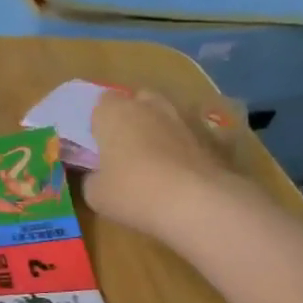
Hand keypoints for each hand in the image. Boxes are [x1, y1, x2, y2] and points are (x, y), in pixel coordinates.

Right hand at [84, 89, 242, 236]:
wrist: (195, 202)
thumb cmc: (132, 191)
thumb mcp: (95, 193)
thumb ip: (92, 177)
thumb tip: (98, 175)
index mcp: (114, 112)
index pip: (101, 103)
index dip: (99, 122)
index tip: (96, 144)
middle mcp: (148, 107)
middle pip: (137, 100)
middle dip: (131, 117)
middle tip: (124, 146)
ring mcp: (182, 119)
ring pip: (166, 114)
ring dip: (159, 129)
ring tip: (154, 159)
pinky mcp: (209, 136)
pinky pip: (190, 135)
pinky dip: (185, 146)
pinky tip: (181, 169)